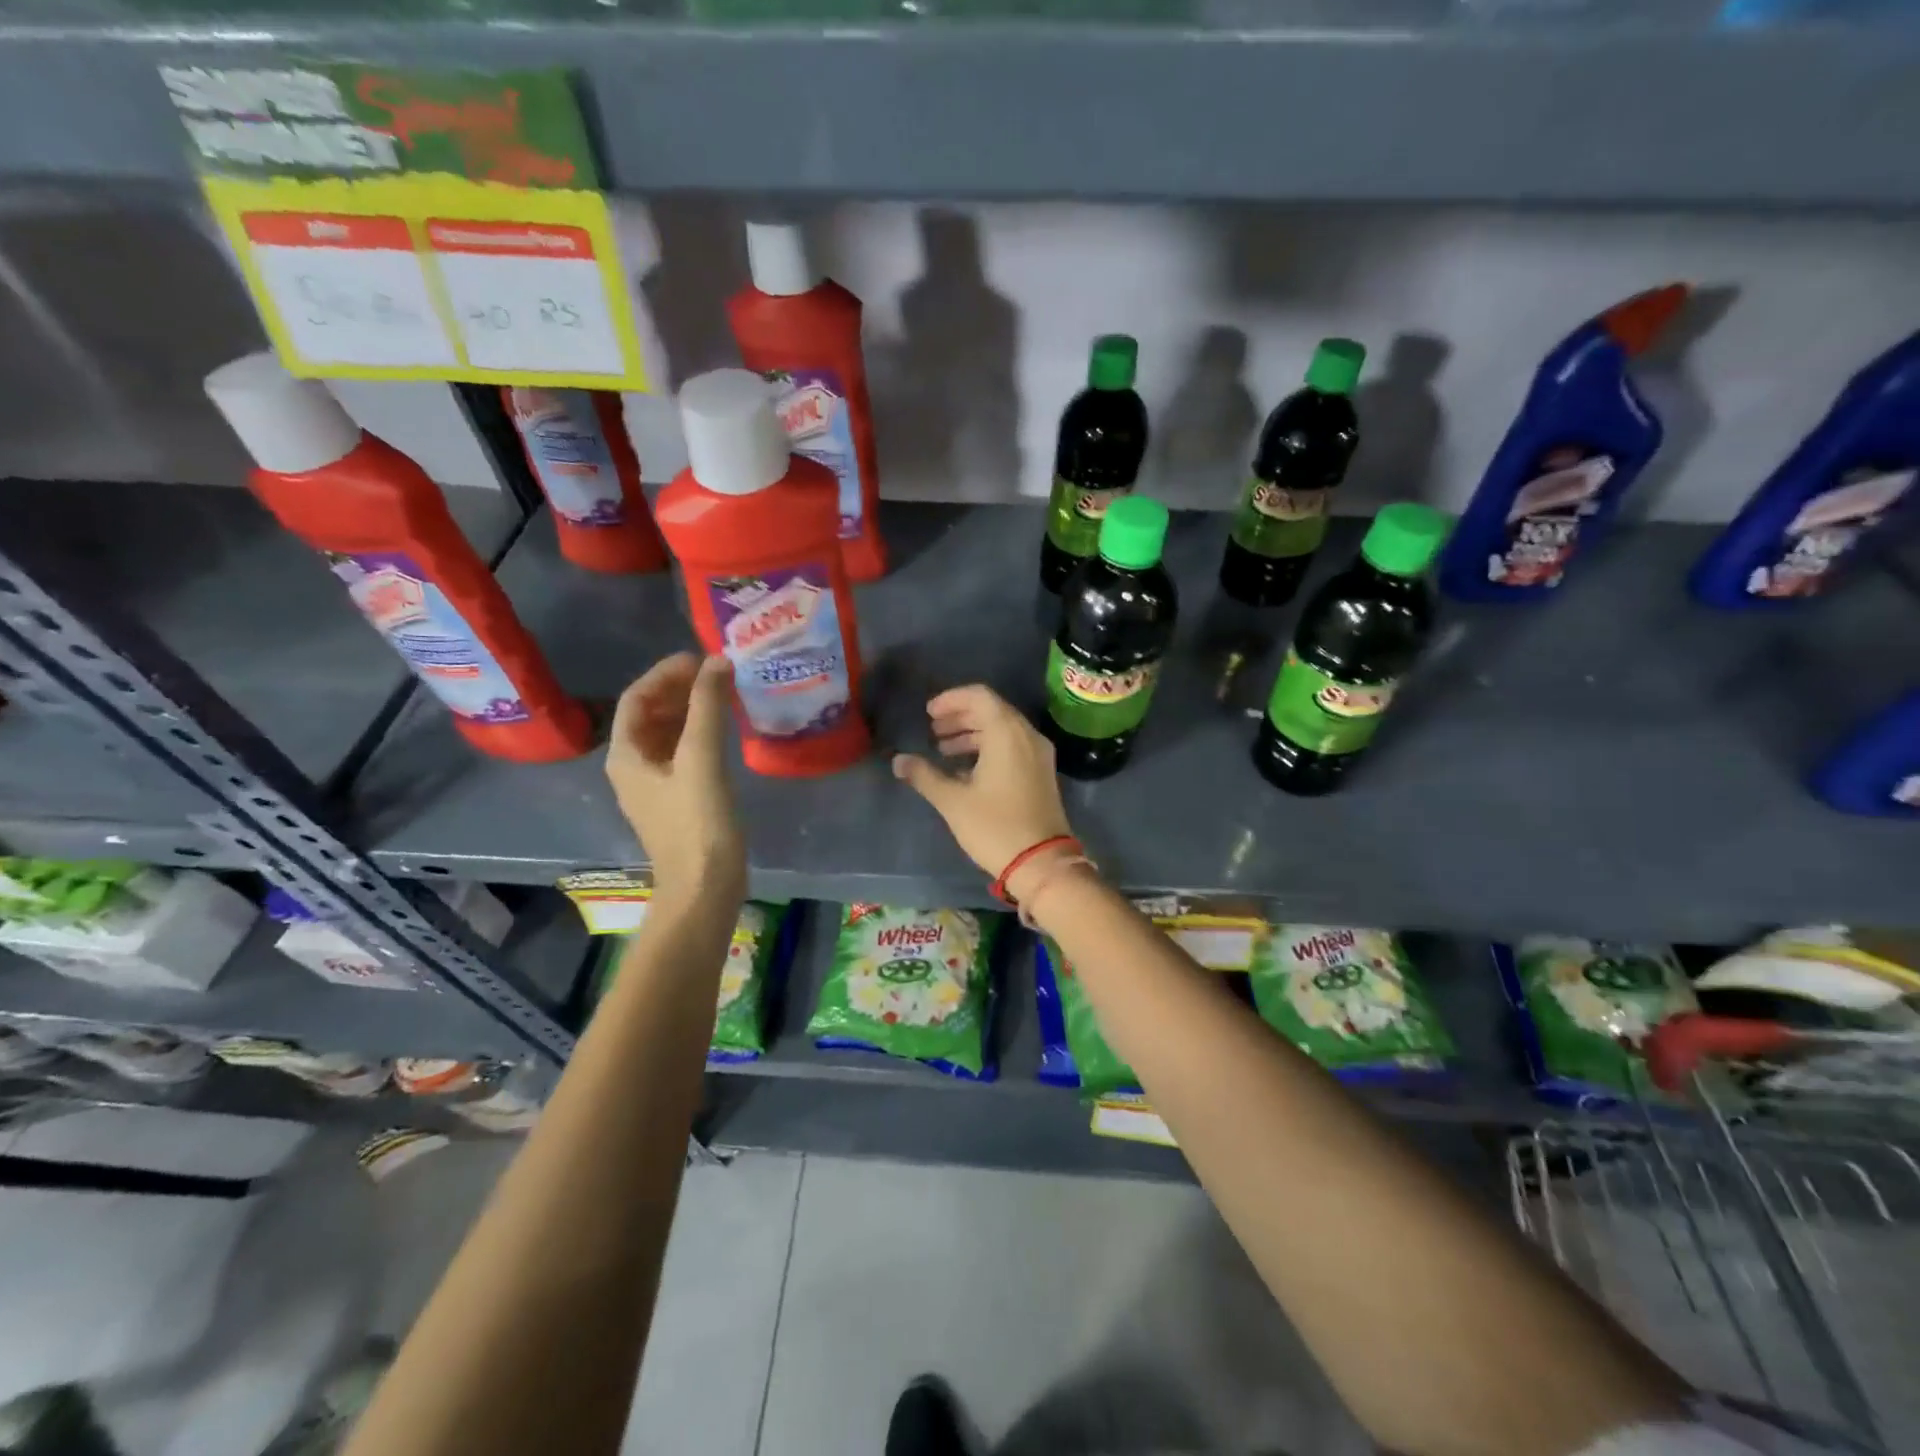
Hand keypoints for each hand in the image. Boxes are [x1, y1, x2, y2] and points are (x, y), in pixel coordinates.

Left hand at [606, 654, 745, 900]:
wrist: (705, 886)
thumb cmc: (698, 823)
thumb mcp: (702, 759)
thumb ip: (707, 707)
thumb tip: (716, 661)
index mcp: (626, 755)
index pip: (637, 698)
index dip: (666, 673)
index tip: (702, 658)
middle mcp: (632, 766)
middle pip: (650, 714)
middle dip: (680, 688)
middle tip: (718, 673)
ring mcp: (655, 785)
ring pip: (668, 733)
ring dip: (692, 710)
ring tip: (724, 694)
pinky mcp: (677, 799)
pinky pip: (683, 753)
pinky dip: (700, 734)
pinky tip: (725, 730)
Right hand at [892, 685, 1073, 895]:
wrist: (1042, 863)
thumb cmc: (995, 827)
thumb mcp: (953, 801)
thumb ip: (924, 776)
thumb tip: (898, 761)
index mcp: (1007, 733)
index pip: (979, 696)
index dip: (951, 699)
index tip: (928, 713)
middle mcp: (1027, 736)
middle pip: (992, 710)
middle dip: (960, 716)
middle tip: (933, 730)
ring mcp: (1039, 754)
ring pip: (1003, 728)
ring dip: (973, 733)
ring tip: (944, 749)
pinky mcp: (1042, 772)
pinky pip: (1013, 746)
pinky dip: (989, 747)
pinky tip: (966, 768)